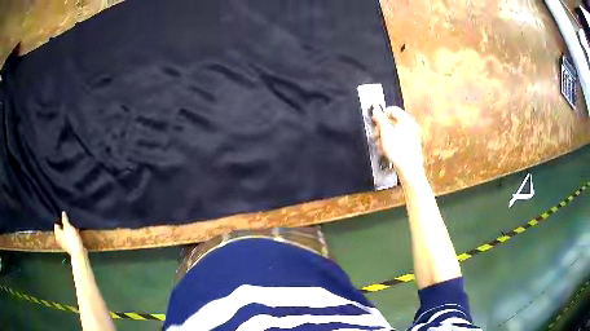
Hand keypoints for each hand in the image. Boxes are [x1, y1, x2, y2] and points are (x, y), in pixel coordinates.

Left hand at [54, 212, 85, 256]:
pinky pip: (70, 240)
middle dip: (64, 227)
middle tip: (69, 223)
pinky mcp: (70, 248)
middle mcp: (59, 239)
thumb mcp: (68, 226)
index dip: (59, 221)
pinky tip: (76, 235)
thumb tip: (63, 213)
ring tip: (73, 228)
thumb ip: (65, 219)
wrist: (78, 252)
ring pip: (66, 235)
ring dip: (69, 232)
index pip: (56, 225)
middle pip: (61, 230)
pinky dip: (72, 237)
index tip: (64, 218)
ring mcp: (65, 245)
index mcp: (57, 234)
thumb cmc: (71, 238)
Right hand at [372, 106, 424, 181]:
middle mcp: (411, 126)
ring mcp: (413, 136)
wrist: (410, 170)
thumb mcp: (385, 133)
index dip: (381, 115)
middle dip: (382, 129)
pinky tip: (386, 151)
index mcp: (407, 120)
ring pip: (395, 131)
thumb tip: (375, 108)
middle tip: (376, 136)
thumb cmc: (399, 152)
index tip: (375, 123)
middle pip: (393, 121)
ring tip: (380, 147)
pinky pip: (399, 139)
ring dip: (385, 137)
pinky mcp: (412, 145)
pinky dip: (392, 143)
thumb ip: (380, 119)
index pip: (392, 110)